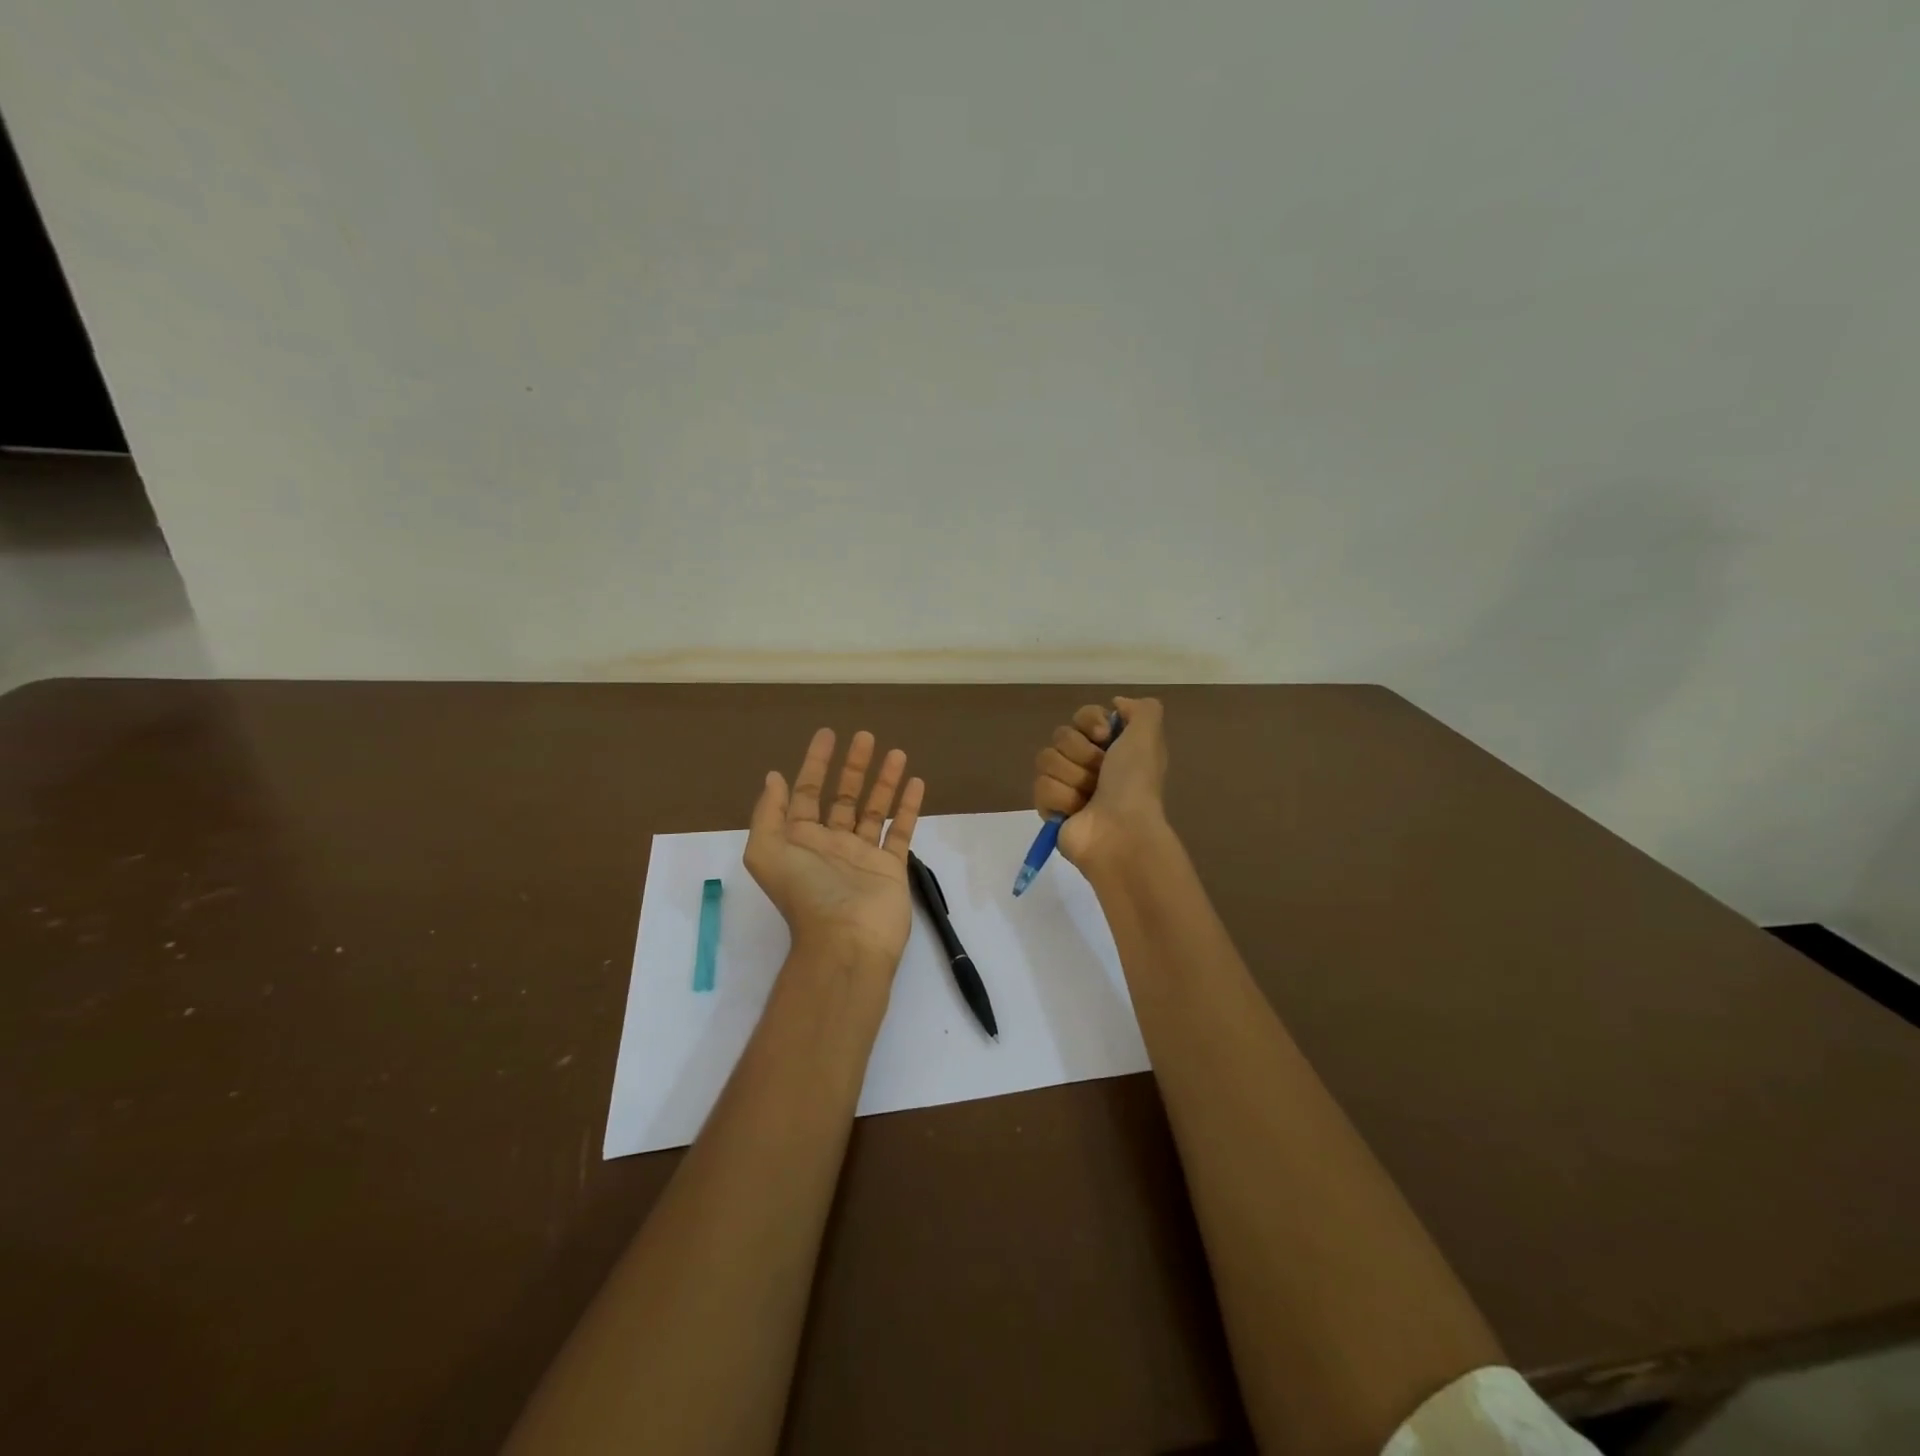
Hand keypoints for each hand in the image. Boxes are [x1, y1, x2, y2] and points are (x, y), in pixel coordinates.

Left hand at [745, 727, 925, 973]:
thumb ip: (769, 813)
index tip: (828, 735)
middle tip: (865, 736)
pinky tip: (917, 783)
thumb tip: (774, 778)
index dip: (815, 763)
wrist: (846, 940)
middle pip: (844, 796)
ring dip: (884, 781)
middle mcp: (832, 844)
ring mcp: (863, 855)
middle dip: (853, 766)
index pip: (808, 793)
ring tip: (897, 752)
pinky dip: (909, 808)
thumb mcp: (767, 851)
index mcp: (801, 840)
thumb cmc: (806, 893)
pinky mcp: (890, 867)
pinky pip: (901, 831)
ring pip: (876, 810)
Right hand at [1032, 696, 1168, 867]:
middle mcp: (1090, 763)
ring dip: (1071, 777)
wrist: (1120, 830)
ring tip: (1088, 797)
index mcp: (1112, 746)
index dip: (1089, 722)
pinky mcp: (1050, 808)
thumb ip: (1141, 709)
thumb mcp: (1148, 735)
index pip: (1081, 716)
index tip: (1104, 737)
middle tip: (1100, 774)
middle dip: (1080, 753)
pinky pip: (1040, 786)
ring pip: (1046, 759)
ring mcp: (1067, 786)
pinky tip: (1075, 811)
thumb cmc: (1135, 782)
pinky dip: (1060, 798)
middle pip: (1061, 736)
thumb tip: (1115, 704)